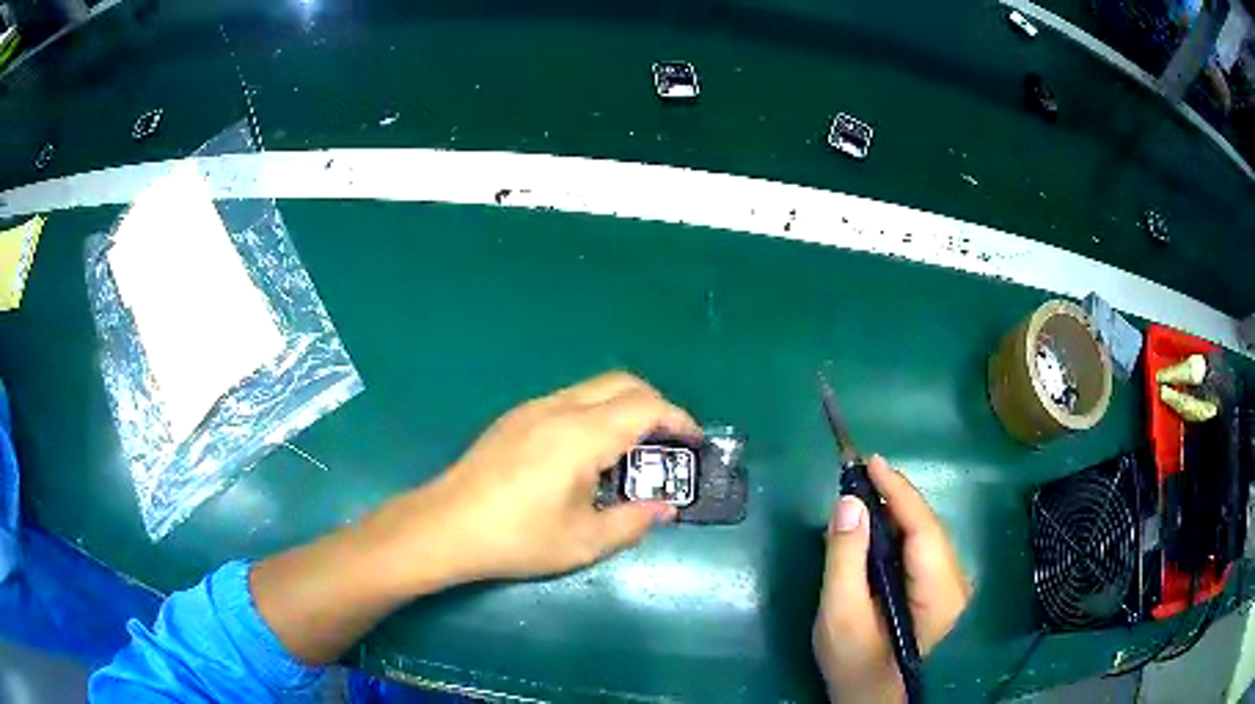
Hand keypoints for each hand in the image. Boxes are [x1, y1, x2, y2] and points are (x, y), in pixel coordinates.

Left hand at [382, 372, 699, 585]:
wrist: (445, 526)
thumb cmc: (517, 538)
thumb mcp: (583, 542)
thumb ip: (633, 522)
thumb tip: (664, 508)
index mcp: (581, 435)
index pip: (645, 407)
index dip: (678, 419)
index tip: (695, 441)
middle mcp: (559, 408)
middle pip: (622, 383)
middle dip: (655, 404)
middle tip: (669, 442)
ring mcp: (532, 409)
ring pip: (593, 388)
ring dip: (623, 406)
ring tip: (632, 449)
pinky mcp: (514, 419)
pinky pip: (569, 399)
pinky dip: (596, 412)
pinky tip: (588, 453)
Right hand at [813, 456, 970, 703]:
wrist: (872, 698)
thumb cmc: (855, 664)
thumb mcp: (841, 615)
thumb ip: (844, 560)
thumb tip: (849, 502)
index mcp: (940, 593)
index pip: (924, 528)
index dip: (898, 491)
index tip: (869, 461)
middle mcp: (956, 583)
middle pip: (928, 527)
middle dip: (894, 498)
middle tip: (857, 476)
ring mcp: (952, 586)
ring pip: (926, 536)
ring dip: (895, 512)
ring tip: (863, 495)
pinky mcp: (942, 590)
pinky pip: (922, 549)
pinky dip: (899, 532)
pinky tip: (876, 528)